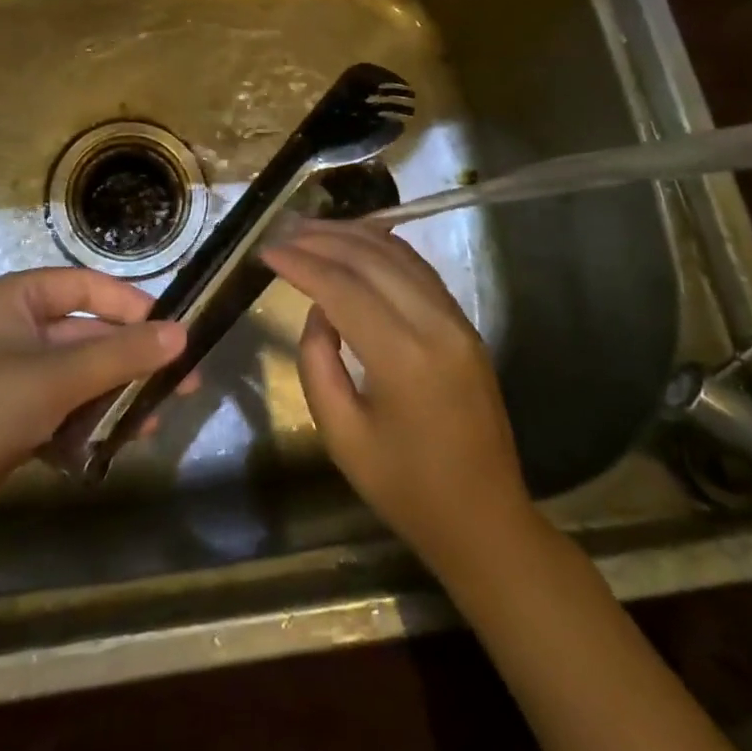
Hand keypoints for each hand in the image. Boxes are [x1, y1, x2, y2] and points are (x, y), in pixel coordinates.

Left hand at [0, 268, 185, 558]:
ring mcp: (7, 380)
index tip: (172, 331)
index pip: (84, 286)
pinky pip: (59, 413)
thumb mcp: (54, 377)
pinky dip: (85, 427)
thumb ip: (121, 355)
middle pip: (85, 335)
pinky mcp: (5, 425)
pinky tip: (113, 448)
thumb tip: (182, 334)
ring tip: (151, 423)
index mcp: (12, 299)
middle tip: (181, 384)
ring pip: (76, 379)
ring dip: (113, 397)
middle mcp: (10, 331)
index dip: (130, 305)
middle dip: (130, 361)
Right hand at [262, 222, 531, 580]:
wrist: (485, 521)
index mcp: (404, 358)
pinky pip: (418, 269)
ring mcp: (456, 320)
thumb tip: (319, 310)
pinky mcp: (464, 324)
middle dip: (322, 239)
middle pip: (371, 258)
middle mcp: (435, 324)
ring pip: (398, 254)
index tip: (265, 251)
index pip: (342, 288)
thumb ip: (318, 363)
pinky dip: (382, 247)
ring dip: (351, 235)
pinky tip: (356, 242)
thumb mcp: (342, 436)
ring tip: (310, 229)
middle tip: (281, 231)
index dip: (301, 263)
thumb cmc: (407, 489)